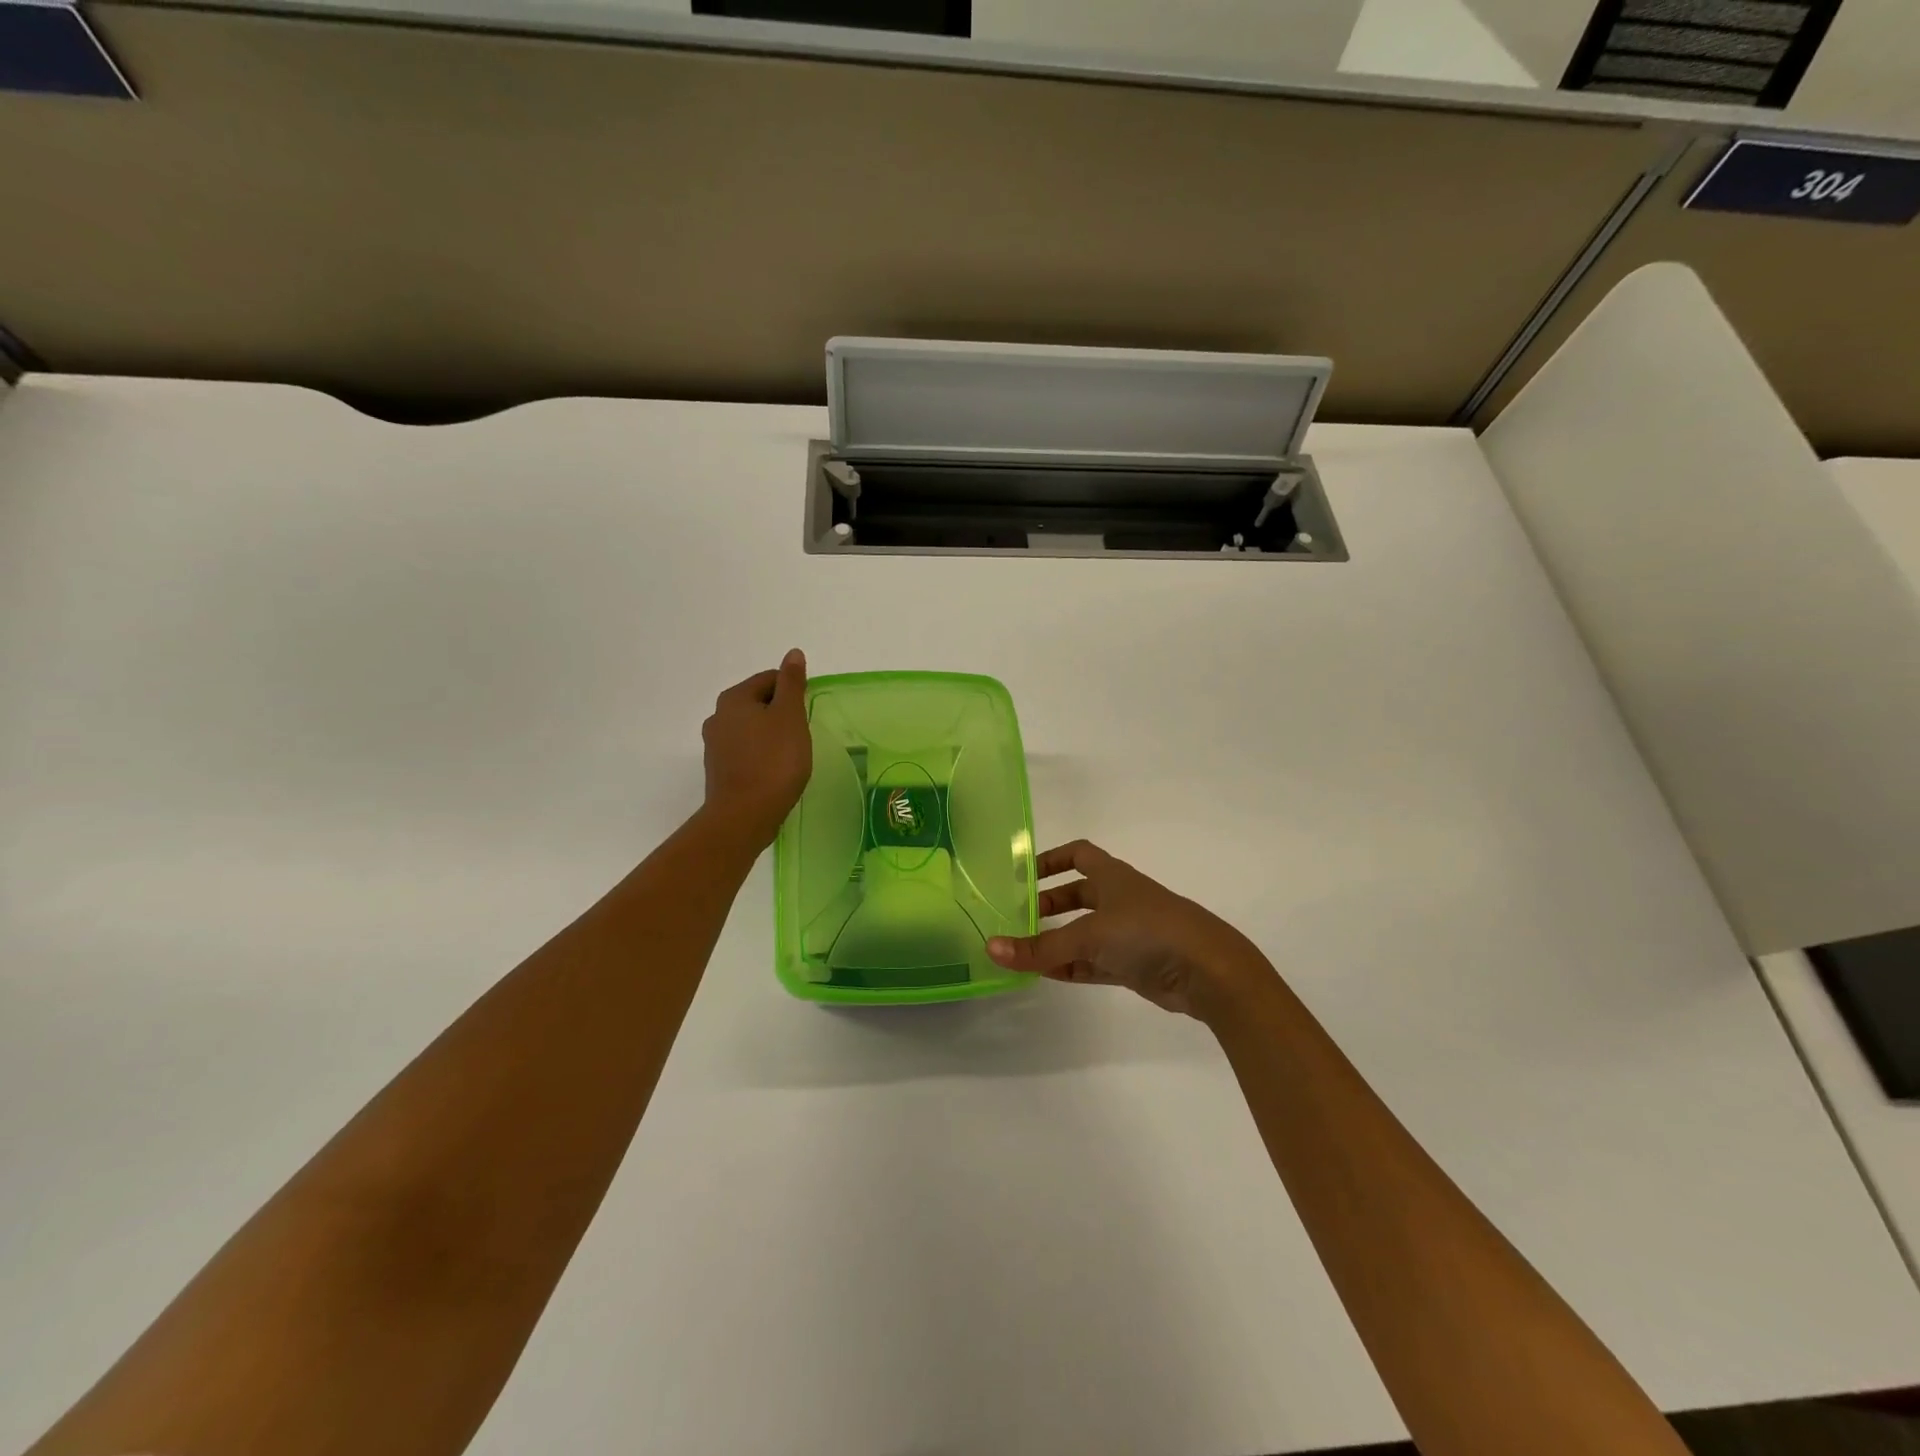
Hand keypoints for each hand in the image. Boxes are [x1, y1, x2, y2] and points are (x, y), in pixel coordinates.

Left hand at [701, 650, 812, 847]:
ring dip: (771, 735)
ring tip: (791, 754)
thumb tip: (793, 653)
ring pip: (751, 728)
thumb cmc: (774, 761)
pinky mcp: (719, 769)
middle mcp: (718, 716)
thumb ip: (792, 683)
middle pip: (758, 703)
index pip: (770, 679)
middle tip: (802, 734)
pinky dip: (762, 754)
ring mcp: (715, 745)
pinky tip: (776, 770)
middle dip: (781, 714)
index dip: (793, 692)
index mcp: (734, 698)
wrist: (744, 815)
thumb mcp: (790, 716)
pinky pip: (745, 751)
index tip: (806, 713)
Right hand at [987, 840, 1274, 1019]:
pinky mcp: (1134, 964)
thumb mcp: (1089, 935)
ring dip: (1057, 940)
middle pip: (1076, 895)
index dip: (1050, 859)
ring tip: (1023, 950)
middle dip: (1048, 905)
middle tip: (1016, 919)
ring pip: (1083, 932)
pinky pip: (1093, 962)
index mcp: (1112, 877)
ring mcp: (1128, 933)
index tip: (1021, 874)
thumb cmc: (1147, 932)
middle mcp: (1119, 899)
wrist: (1208, 971)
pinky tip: (1045, 974)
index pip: (1078, 854)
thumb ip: (1041, 947)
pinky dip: (1070, 966)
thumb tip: (991, 949)